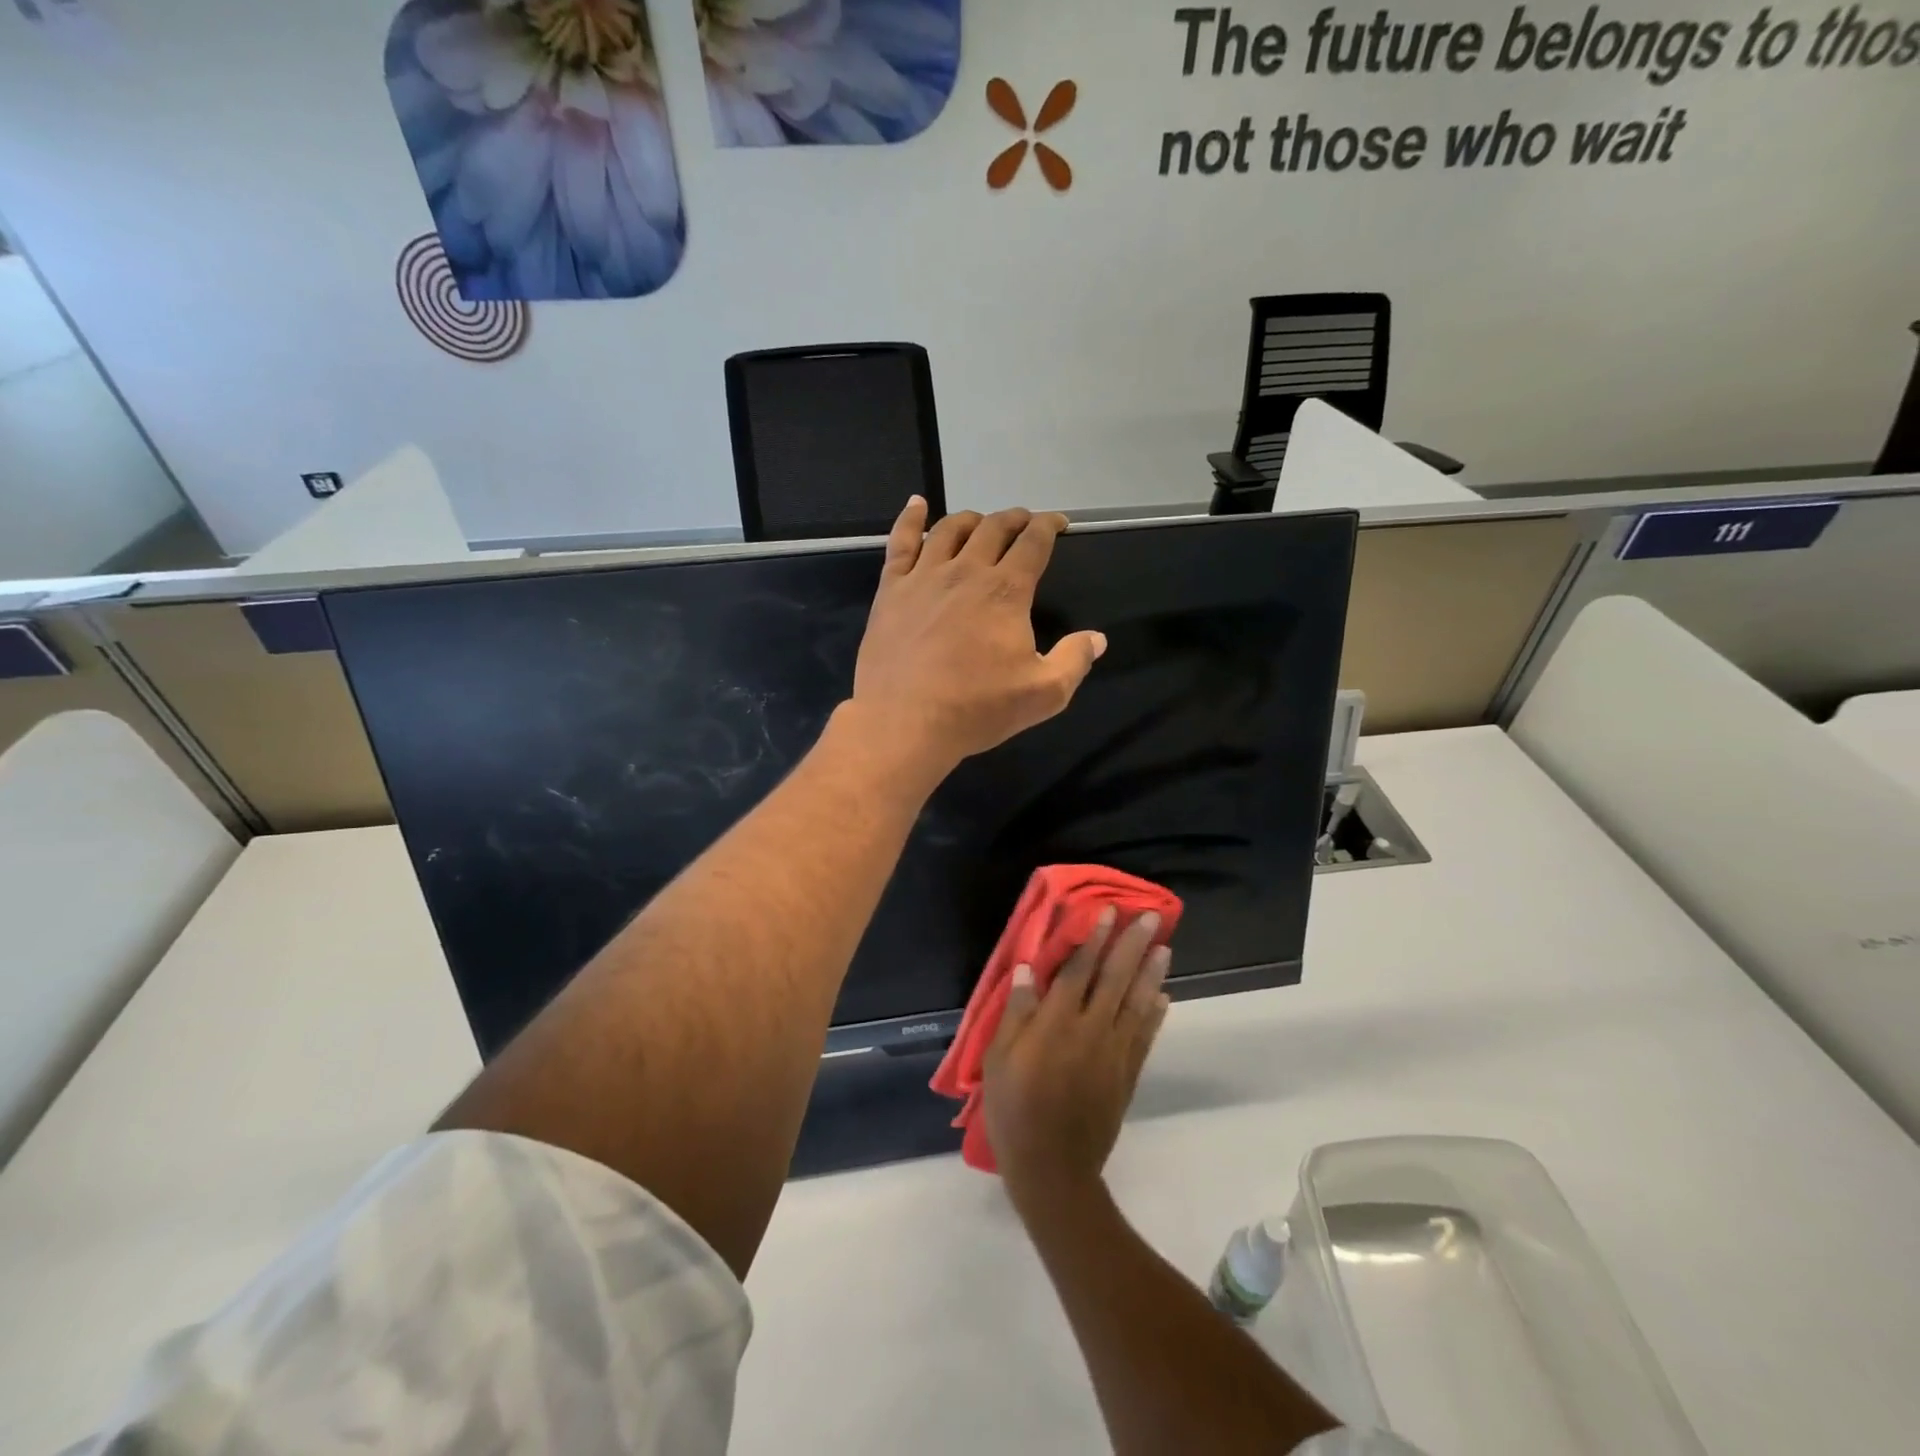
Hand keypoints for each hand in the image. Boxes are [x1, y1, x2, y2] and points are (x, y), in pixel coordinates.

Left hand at [849, 499, 1106, 779]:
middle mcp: (966, 572)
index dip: (1049, 526)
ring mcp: (924, 577)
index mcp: (1006, 591)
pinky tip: (916, 504)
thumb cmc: (976, 709)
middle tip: (1024, 522)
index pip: (1033, 543)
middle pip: (994, 528)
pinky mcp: (891, 590)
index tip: (1058, 523)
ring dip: (971, 519)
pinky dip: (910, 519)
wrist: (904, 723)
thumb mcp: (1043, 694)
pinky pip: (900, 542)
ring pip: (949, 530)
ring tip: (980, 521)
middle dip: (1015, 519)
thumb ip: (1074, 661)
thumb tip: (1097, 638)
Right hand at [982, 908, 1171, 1210]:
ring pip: (1137, 1003)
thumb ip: (1016, 1011)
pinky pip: (1145, 1036)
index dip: (1094, 939)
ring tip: (1164, 946)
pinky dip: (1155, 1014)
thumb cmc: (1015, 1110)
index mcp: (1057, 1023)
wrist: (1053, 1169)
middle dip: (1132, 945)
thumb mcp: (999, 1059)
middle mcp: (1092, 1029)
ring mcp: (1114, 1052)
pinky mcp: (1127, 1075)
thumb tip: (1028, 968)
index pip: (1079, 970)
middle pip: (1115, 978)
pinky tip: (1163, 996)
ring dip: (1151, 972)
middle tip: (1149, 917)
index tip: (1108, 913)